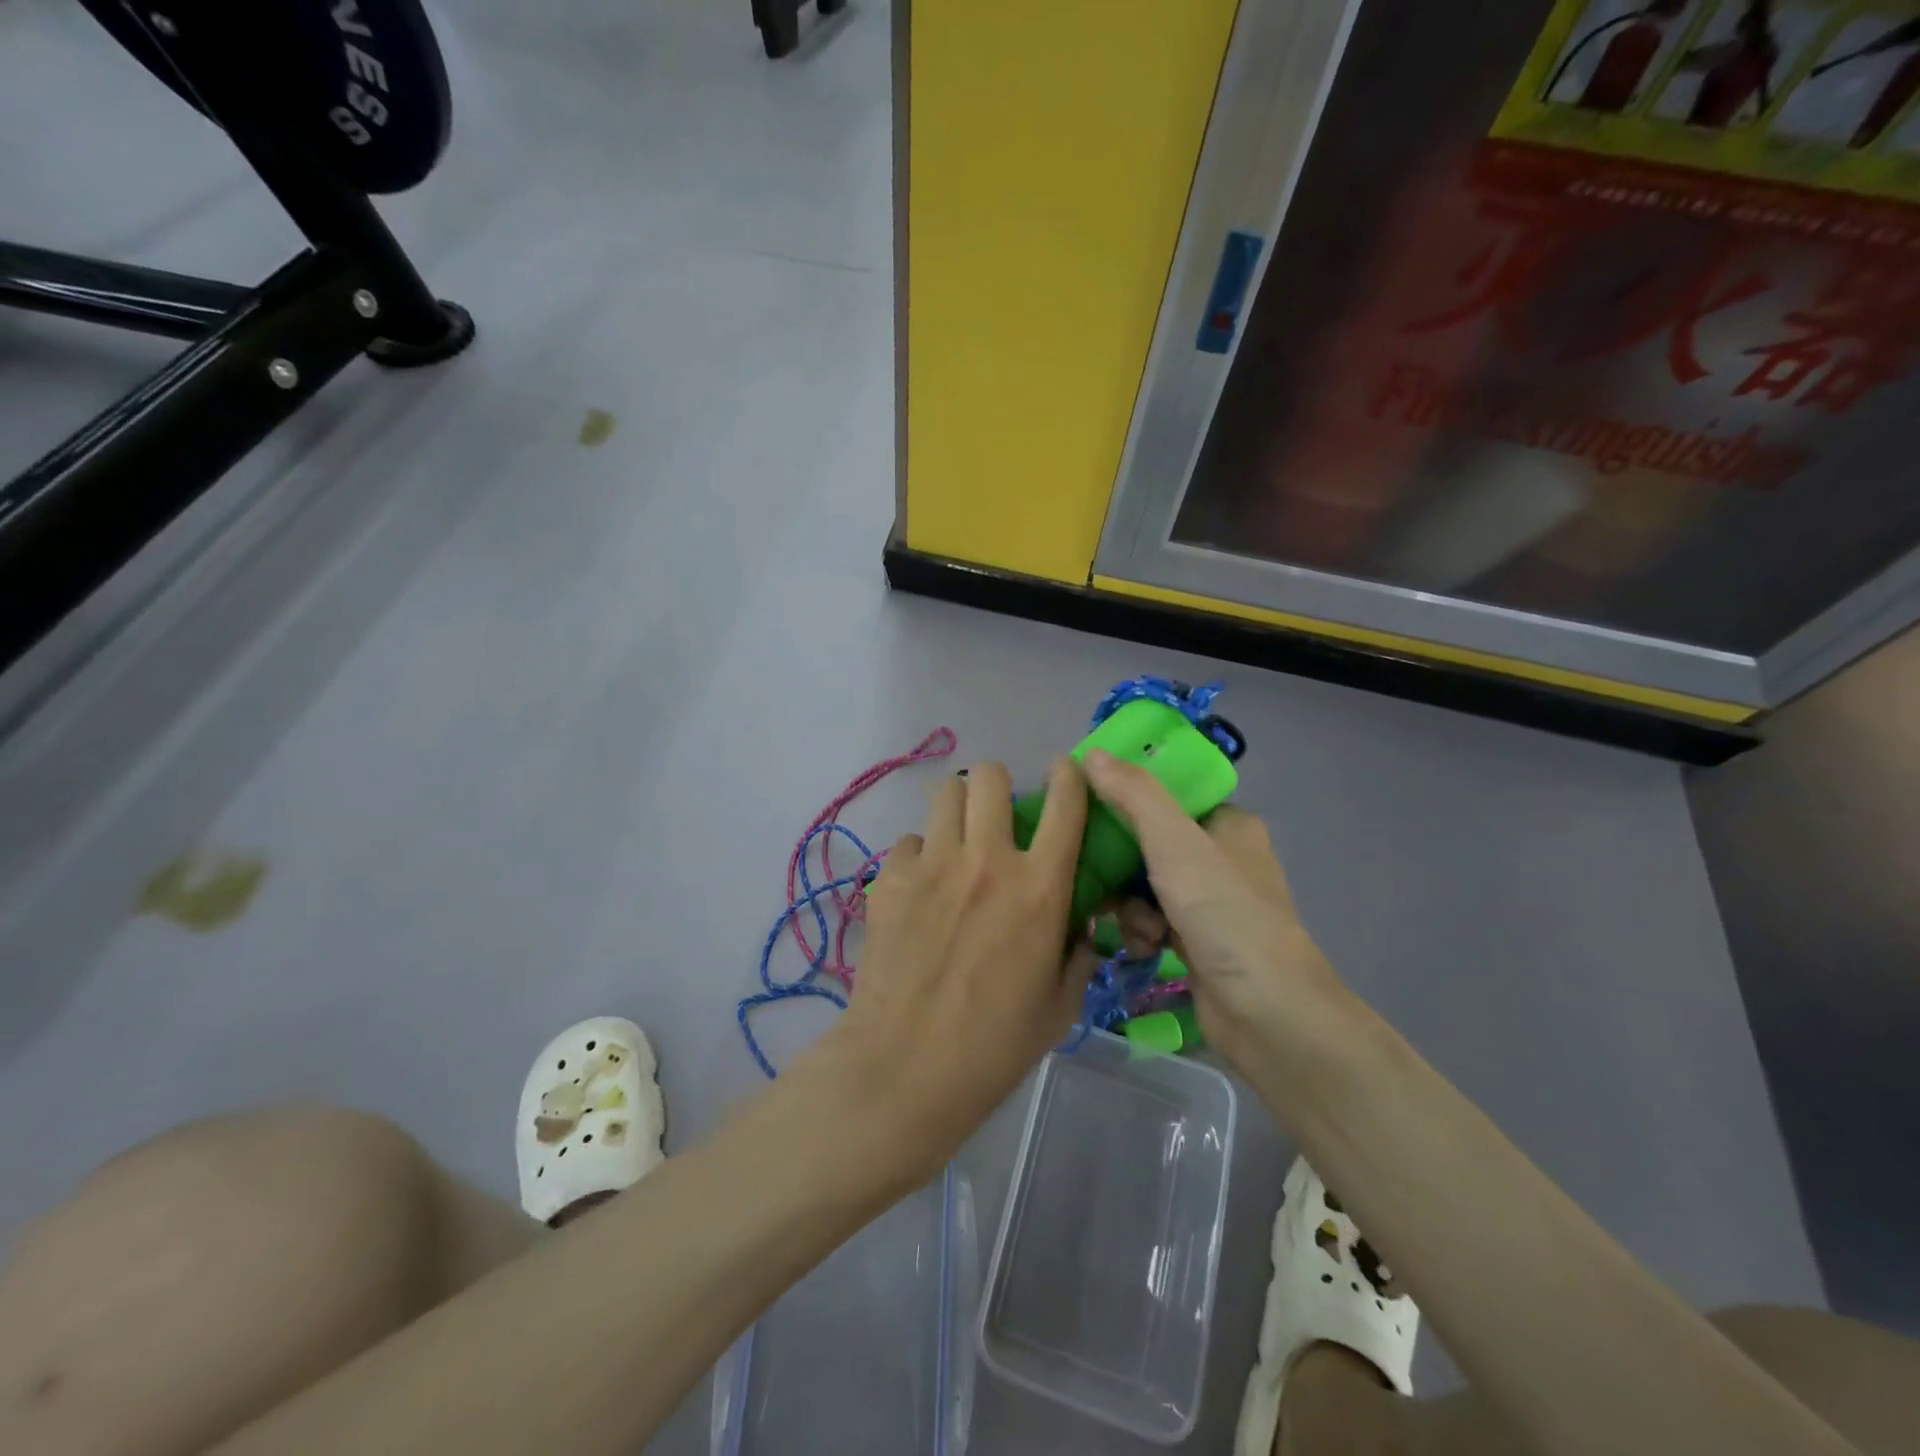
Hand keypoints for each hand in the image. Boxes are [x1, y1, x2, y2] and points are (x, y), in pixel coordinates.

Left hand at [802, 758, 1091, 1179]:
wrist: (905, 1067)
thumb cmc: (994, 1046)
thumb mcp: (1060, 1005)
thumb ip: (1077, 953)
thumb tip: (1076, 922)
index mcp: (1039, 888)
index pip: (1064, 803)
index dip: (1069, 775)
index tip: (1065, 771)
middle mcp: (987, 860)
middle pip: (989, 776)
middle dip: (997, 785)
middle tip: (996, 816)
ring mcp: (933, 864)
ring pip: (945, 793)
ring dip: (957, 810)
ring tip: (956, 842)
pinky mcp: (890, 879)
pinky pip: (909, 842)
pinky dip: (919, 857)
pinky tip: (918, 891)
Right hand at [1083, 749, 1352, 1074]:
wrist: (1267, 1013)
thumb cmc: (1224, 913)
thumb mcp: (1175, 843)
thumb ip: (1133, 795)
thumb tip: (1091, 754)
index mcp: (1228, 824)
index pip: (1167, 794)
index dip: (1126, 797)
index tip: (1087, 807)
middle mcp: (1221, 858)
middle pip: (1148, 841)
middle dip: (1121, 864)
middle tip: (1096, 872)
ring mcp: (1210, 902)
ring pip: (1143, 884)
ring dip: (1129, 904)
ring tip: (1137, 926)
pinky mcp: (1197, 941)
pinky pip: (1151, 920)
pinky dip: (1142, 931)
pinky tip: (1144, 948)